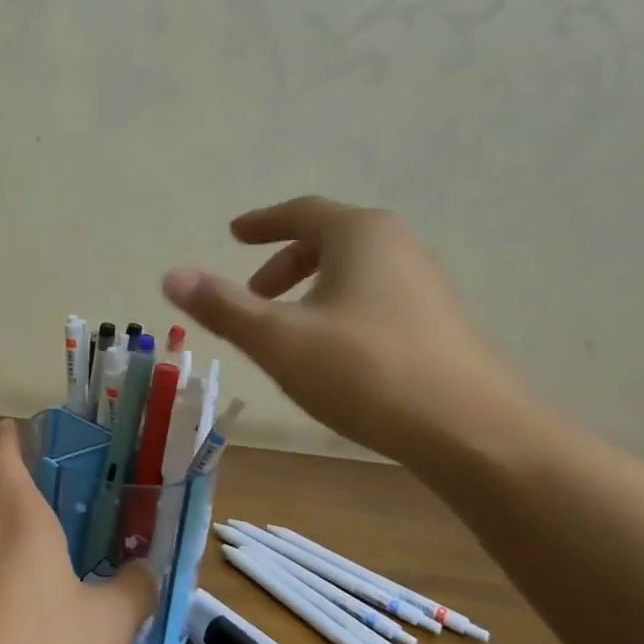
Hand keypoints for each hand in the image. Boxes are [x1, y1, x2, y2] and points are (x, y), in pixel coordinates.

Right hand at [162, 197, 527, 464]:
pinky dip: (341, 308)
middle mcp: (398, 246)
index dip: (261, 223)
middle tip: (253, 293)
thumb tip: (171, 275)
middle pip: (329, 239)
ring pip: (354, 271)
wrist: (472, 431)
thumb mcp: (279, 339)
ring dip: (313, 288)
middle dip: (284, 262)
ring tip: (289, 328)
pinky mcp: (440, 322)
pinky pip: (376, 297)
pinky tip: (334, 352)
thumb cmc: (365, 371)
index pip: (301, 212)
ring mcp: (426, 284)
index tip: (234, 234)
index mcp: (359, 234)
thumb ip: (223, 306)